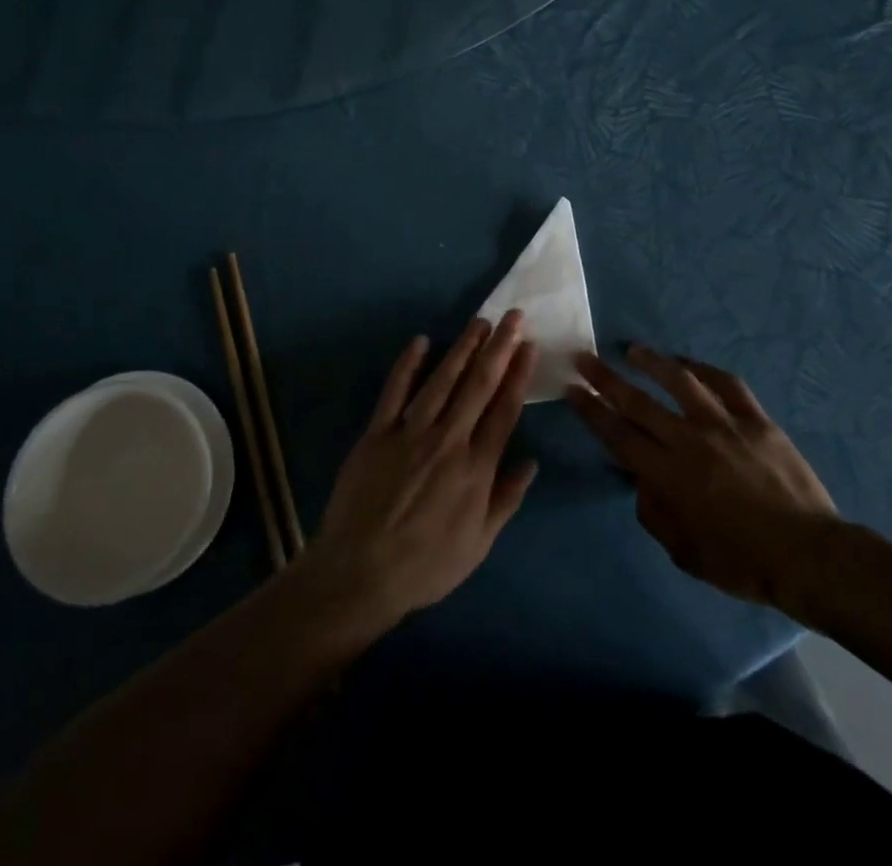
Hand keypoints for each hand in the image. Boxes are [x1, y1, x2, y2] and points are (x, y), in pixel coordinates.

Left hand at [305, 313, 538, 629]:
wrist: (360, 573)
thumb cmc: (425, 565)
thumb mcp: (478, 544)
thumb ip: (506, 499)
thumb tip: (531, 462)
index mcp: (476, 469)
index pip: (504, 411)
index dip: (518, 375)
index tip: (529, 346)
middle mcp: (448, 442)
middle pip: (478, 386)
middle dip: (498, 348)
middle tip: (513, 317)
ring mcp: (410, 433)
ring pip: (442, 381)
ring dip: (462, 348)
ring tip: (479, 322)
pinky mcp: (378, 433)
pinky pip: (395, 391)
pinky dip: (407, 364)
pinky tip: (420, 341)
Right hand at [569, 346, 839, 618]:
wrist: (809, 555)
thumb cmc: (743, 562)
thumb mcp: (685, 552)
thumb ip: (655, 514)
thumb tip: (641, 482)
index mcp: (669, 476)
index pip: (618, 435)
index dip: (591, 411)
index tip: (572, 389)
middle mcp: (690, 441)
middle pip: (638, 402)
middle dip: (605, 379)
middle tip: (584, 358)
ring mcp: (725, 425)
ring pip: (681, 381)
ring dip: (652, 362)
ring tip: (632, 350)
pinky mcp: (756, 420)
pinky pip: (727, 384)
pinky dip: (705, 369)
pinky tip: (689, 364)